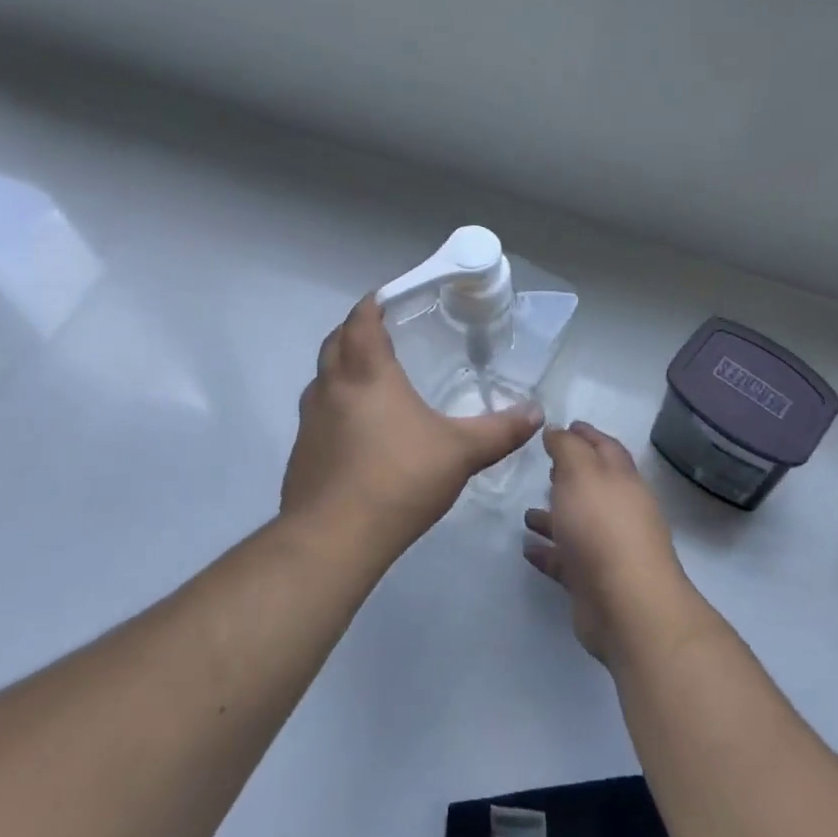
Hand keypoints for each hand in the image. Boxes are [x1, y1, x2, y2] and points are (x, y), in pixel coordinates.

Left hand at [282, 295, 542, 560]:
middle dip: (353, 331)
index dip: (371, 305)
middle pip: (334, 343)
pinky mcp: (301, 452)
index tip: (384, 298)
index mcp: (367, 374)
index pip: (361, 321)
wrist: (334, 537)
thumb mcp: (461, 453)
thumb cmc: (399, 479)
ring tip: (369, 379)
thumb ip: (500, 430)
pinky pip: (317, 414)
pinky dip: (334, 407)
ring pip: (322, 379)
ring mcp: (310, 420)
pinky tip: (356, 432)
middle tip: (379, 332)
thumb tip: (536, 412)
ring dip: (340, 369)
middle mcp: (332, 388)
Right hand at [523, 422, 698, 664]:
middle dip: (570, 475)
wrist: (626, 605)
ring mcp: (607, 548)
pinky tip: (527, 549)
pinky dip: (548, 552)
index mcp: (621, 480)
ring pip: (577, 524)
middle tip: (545, 465)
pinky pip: (566, 560)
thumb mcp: (581, 473)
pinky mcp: (592, 582)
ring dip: (554, 516)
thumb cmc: (602, 527)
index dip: (586, 435)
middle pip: (593, 486)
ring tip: (526, 513)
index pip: (605, 448)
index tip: (566, 425)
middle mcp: (618, 511)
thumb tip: (559, 429)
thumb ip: (567, 448)